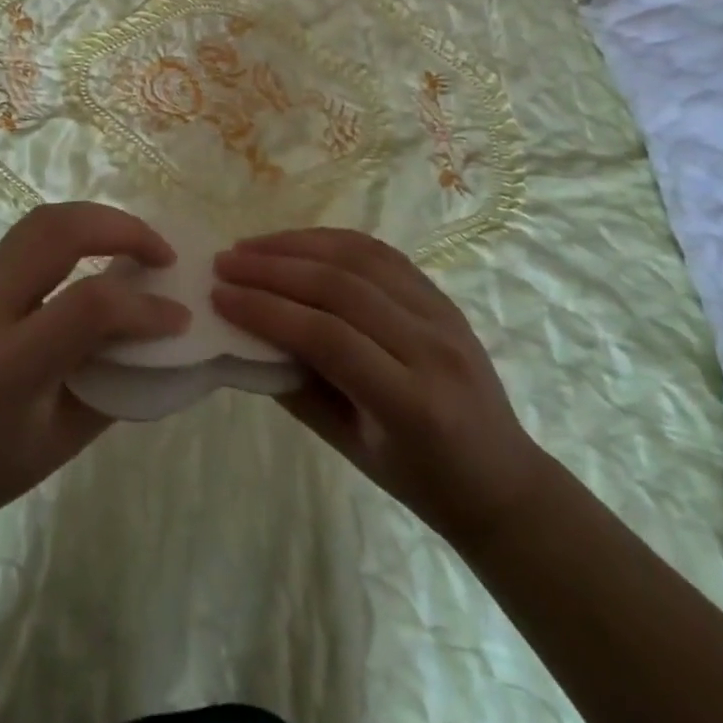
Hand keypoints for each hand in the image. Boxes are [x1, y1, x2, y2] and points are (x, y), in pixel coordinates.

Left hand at [0, 203, 190, 556]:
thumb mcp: (57, 445)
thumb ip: (111, 387)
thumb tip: (157, 345)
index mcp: (8, 364)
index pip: (89, 306)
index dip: (144, 307)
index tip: (180, 318)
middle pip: (58, 231)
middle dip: (122, 228)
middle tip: (163, 255)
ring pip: (39, 222)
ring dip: (96, 219)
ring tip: (134, 245)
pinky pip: (27, 237)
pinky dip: (72, 231)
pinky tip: (95, 255)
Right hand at [213, 228, 545, 542]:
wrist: (502, 479)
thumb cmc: (421, 482)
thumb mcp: (353, 450)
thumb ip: (300, 390)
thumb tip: (246, 339)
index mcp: (412, 402)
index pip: (328, 337)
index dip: (267, 311)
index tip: (220, 296)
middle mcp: (431, 347)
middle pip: (341, 287)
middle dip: (274, 269)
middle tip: (225, 263)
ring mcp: (442, 314)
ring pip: (360, 258)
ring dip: (298, 245)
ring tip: (251, 246)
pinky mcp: (441, 295)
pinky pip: (380, 253)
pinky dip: (332, 241)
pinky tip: (298, 242)